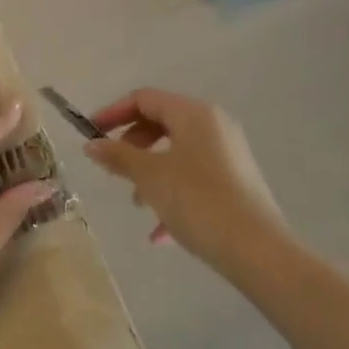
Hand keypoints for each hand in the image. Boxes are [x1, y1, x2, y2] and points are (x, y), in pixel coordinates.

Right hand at [84, 89, 289, 274]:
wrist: (258, 250)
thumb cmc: (198, 201)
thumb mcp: (150, 177)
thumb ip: (118, 156)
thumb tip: (91, 144)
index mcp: (194, 113)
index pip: (144, 98)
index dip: (113, 113)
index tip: (90, 135)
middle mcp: (214, 125)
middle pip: (162, 123)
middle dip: (133, 146)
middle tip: (115, 170)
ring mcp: (228, 153)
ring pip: (177, 152)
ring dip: (151, 172)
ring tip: (139, 204)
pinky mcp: (236, 181)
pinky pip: (195, 176)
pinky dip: (173, 192)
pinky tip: (161, 233)